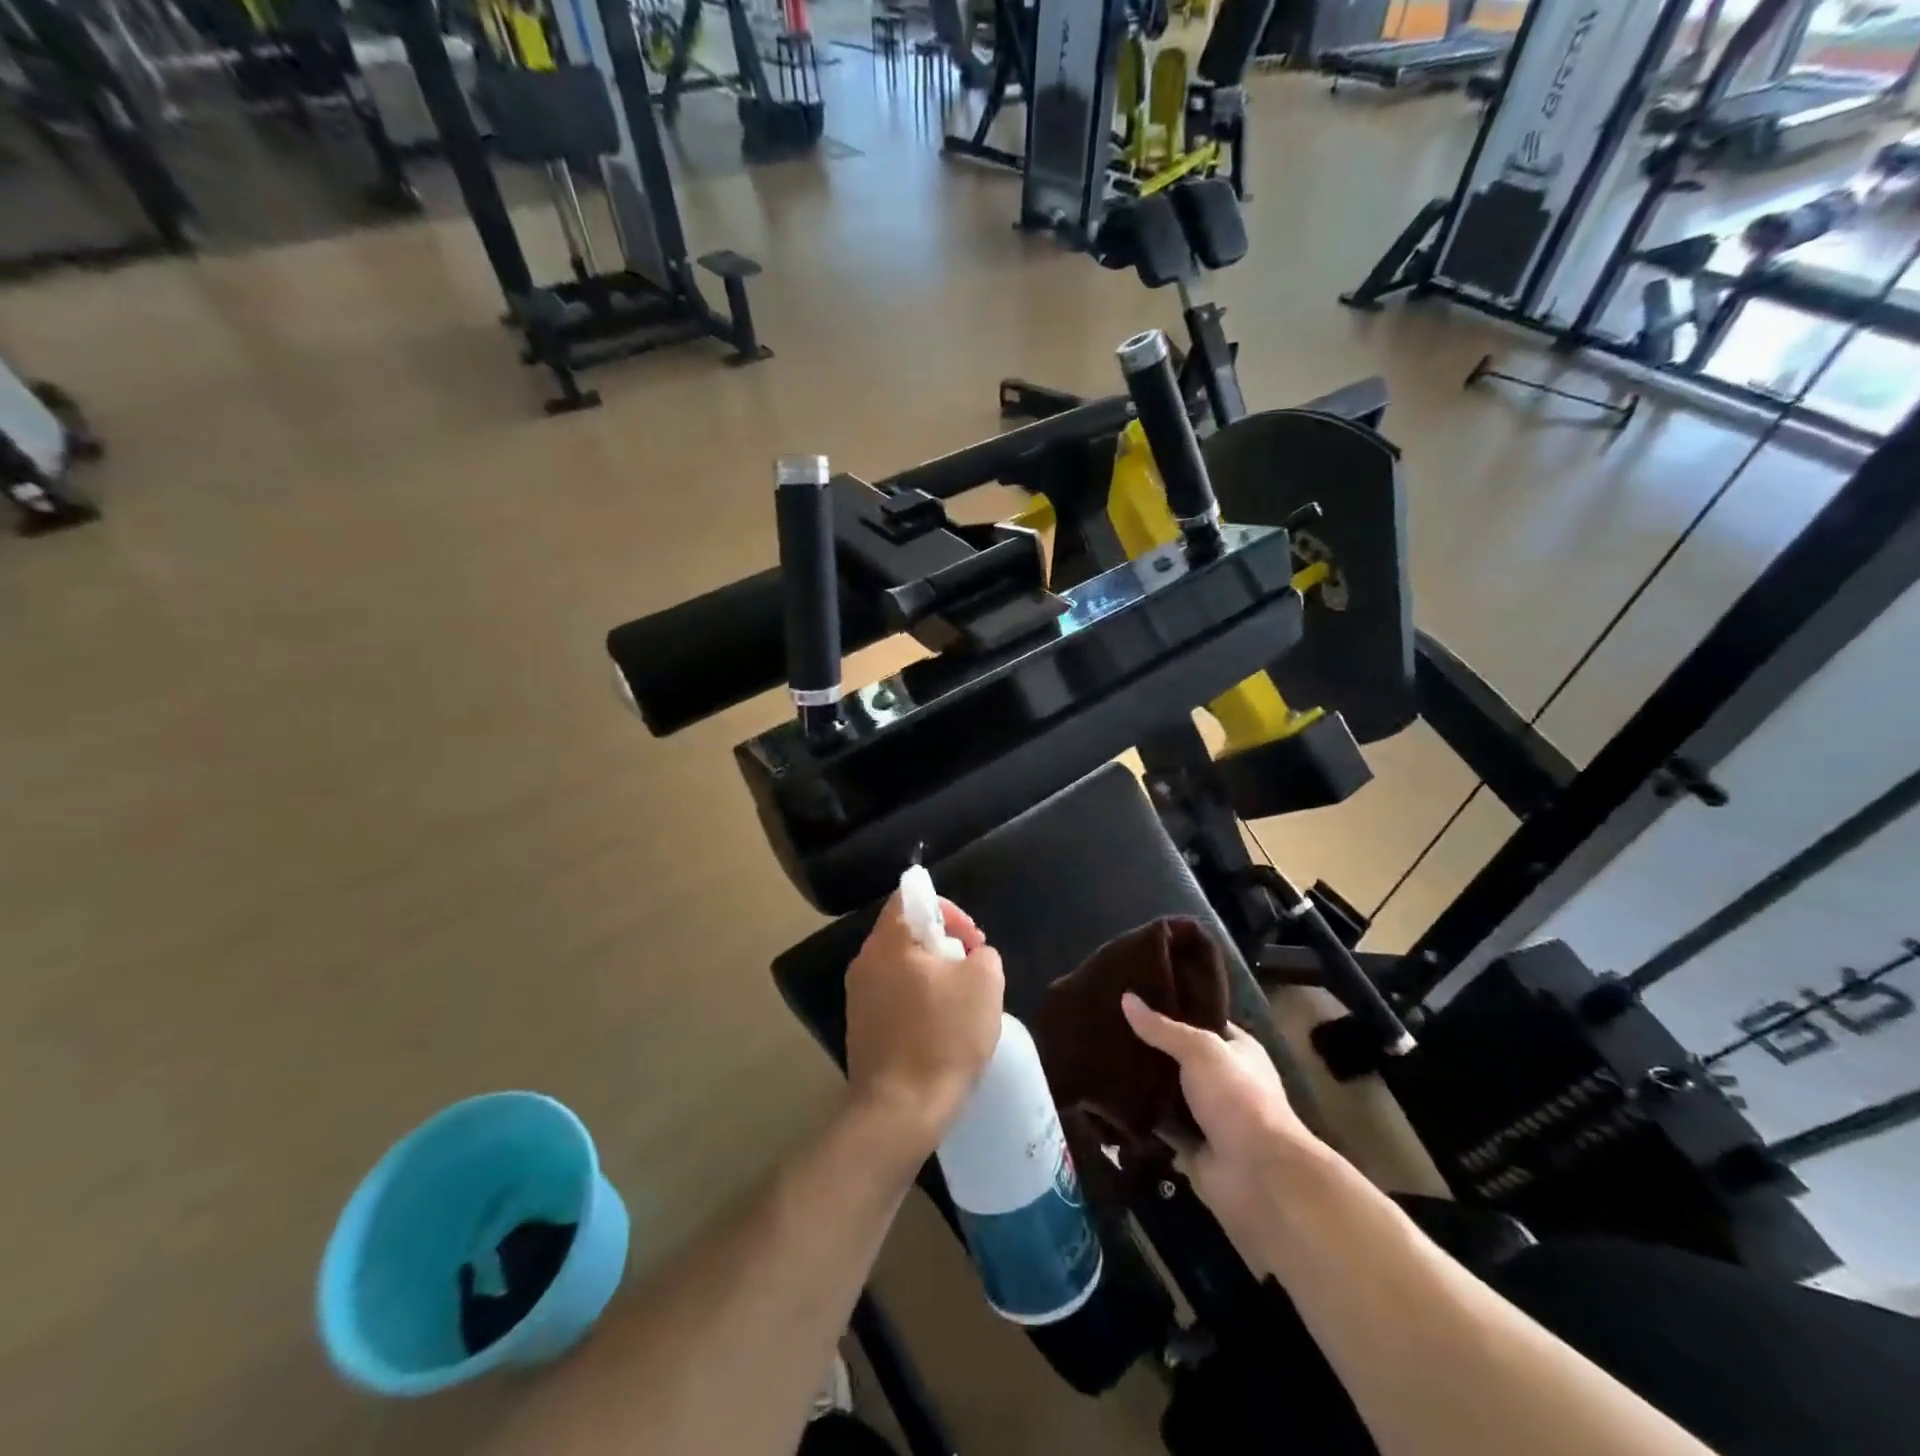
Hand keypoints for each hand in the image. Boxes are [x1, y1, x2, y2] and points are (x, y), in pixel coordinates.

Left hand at [844, 891, 1004, 1160]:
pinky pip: (893, 997)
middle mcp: (865, 962)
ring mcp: (858, 997)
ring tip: (961, 1003)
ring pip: (901, 967)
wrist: (899, 1112)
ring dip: (933, 975)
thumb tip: (972, 957)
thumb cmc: (943, 1038)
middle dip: (944, 944)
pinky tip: (940, 1030)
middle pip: (906, 933)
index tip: (972, 940)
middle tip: (973, 970)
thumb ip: (983, 954)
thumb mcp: (984, 984)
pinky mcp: (860, 1028)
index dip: (948, 909)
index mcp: (888, 942)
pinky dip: (918, 1001)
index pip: (910, 897)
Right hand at [1121, 993, 1329, 1271]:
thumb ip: (1162, 1028)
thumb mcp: (1199, 1049)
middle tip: (1109, 1026)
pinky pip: (1160, 1127)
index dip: (1175, 1008)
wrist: (1259, 1175)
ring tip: (1102, 1058)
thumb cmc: (1237, 1097)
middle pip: (1180, 1058)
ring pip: (1168, 1093)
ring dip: (1143, 1084)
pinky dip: (1140, 1119)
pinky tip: (1109, 1100)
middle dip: (1151, 1046)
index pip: (1204, 1020)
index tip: (1138, 996)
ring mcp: (1208, 1116)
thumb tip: (1126, 998)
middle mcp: (1225, 1081)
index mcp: (1238, 1051)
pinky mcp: (1192, 1148)